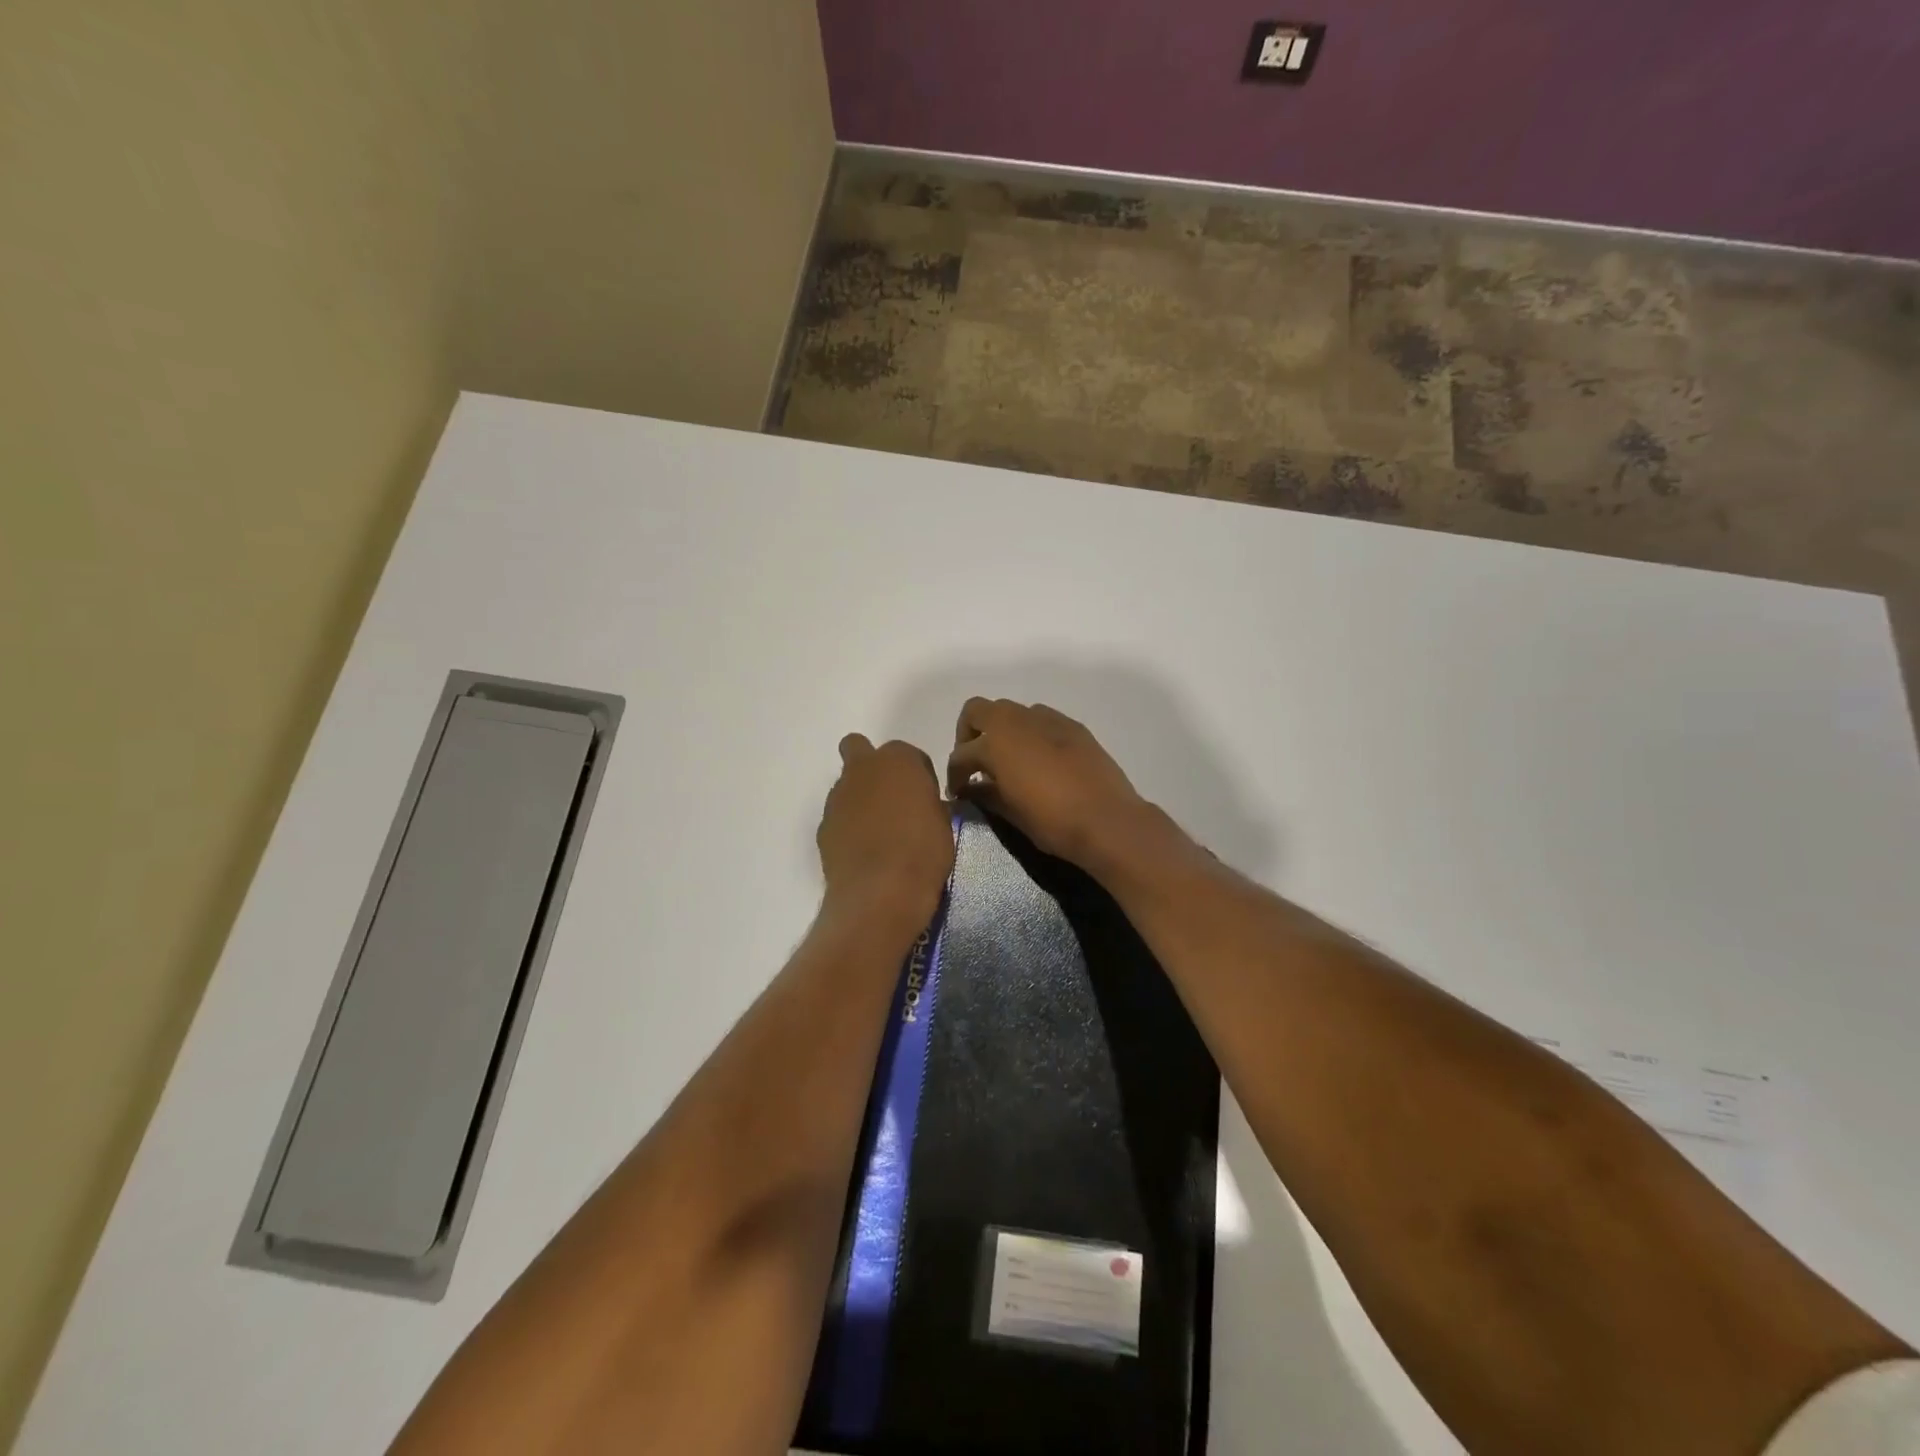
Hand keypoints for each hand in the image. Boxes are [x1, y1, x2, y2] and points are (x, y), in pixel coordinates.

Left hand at [818, 734, 954, 927]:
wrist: (880, 892)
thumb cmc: (923, 852)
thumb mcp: (943, 822)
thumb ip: (928, 803)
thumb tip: (920, 807)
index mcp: (899, 759)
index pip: (910, 755)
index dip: (918, 776)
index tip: (925, 799)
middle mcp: (863, 768)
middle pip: (859, 749)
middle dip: (871, 765)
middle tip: (891, 797)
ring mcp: (838, 796)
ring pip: (846, 785)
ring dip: (860, 799)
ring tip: (878, 833)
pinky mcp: (823, 825)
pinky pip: (839, 816)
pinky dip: (848, 826)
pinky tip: (863, 851)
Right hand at [945, 699, 1152, 868]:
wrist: (1108, 820)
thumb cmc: (1052, 821)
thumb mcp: (1010, 812)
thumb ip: (985, 794)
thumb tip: (969, 789)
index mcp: (996, 743)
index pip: (961, 754)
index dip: (954, 774)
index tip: (958, 792)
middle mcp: (1017, 721)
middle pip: (978, 711)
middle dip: (969, 733)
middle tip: (975, 763)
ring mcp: (1047, 719)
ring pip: (1011, 711)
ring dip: (1001, 730)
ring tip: (1007, 760)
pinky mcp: (1072, 726)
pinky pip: (1040, 719)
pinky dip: (1030, 733)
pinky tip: (1038, 760)